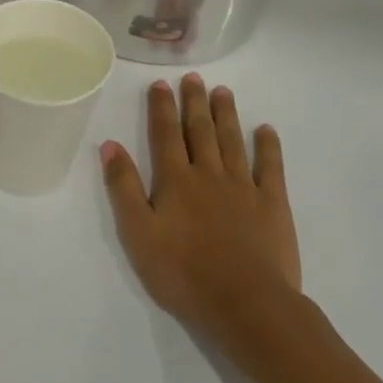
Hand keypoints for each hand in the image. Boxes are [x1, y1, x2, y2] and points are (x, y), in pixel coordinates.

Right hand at [99, 75, 301, 345]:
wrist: (245, 304)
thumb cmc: (182, 273)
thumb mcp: (137, 233)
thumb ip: (123, 187)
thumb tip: (110, 144)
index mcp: (175, 181)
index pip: (164, 135)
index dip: (161, 108)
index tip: (160, 84)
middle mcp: (209, 174)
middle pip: (199, 131)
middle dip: (194, 102)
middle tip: (193, 78)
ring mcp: (244, 187)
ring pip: (232, 141)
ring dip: (226, 115)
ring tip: (222, 92)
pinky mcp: (272, 204)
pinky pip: (271, 167)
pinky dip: (267, 146)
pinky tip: (266, 130)